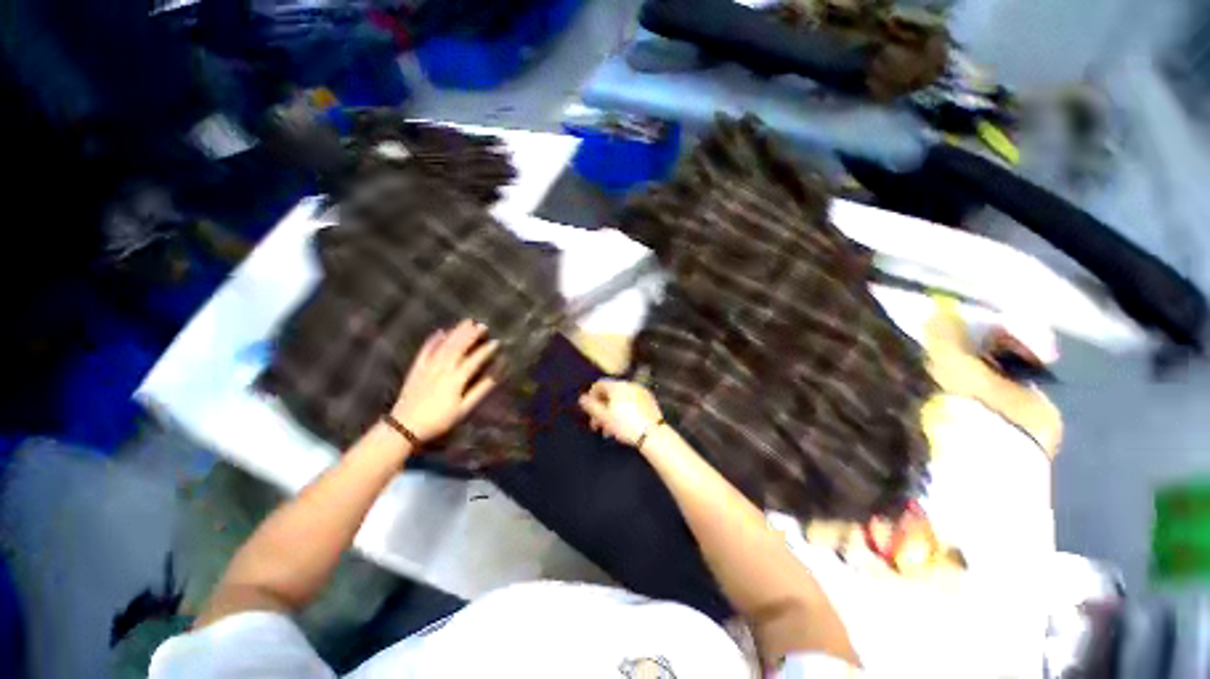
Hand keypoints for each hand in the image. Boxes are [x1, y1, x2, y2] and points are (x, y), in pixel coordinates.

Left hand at [390, 319, 498, 442]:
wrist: (405, 427)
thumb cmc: (439, 420)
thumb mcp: (464, 408)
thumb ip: (481, 390)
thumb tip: (496, 374)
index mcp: (456, 379)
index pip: (474, 360)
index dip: (486, 350)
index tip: (497, 342)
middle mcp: (442, 369)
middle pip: (459, 347)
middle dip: (471, 335)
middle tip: (483, 325)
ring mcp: (428, 367)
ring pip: (444, 345)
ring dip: (456, 332)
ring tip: (467, 322)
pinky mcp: (416, 368)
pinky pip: (425, 350)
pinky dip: (433, 340)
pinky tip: (440, 332)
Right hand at [578, 379, 663, 448]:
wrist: (653, 434)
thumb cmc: (625, 425)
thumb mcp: (604, 417)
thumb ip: (591, 406)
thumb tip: (582, 398)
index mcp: (617, 385)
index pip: (599, 384)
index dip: (591, 396)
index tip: (589, 411)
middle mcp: (629, 384)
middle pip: (610, 393)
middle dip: (602, 408)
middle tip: (597, 424)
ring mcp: (641, 391)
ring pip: (621, 399)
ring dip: (613, 411)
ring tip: (610, 430)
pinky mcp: (649, 400)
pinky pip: (632, 402)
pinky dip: (625, 410)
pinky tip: (624, 425)